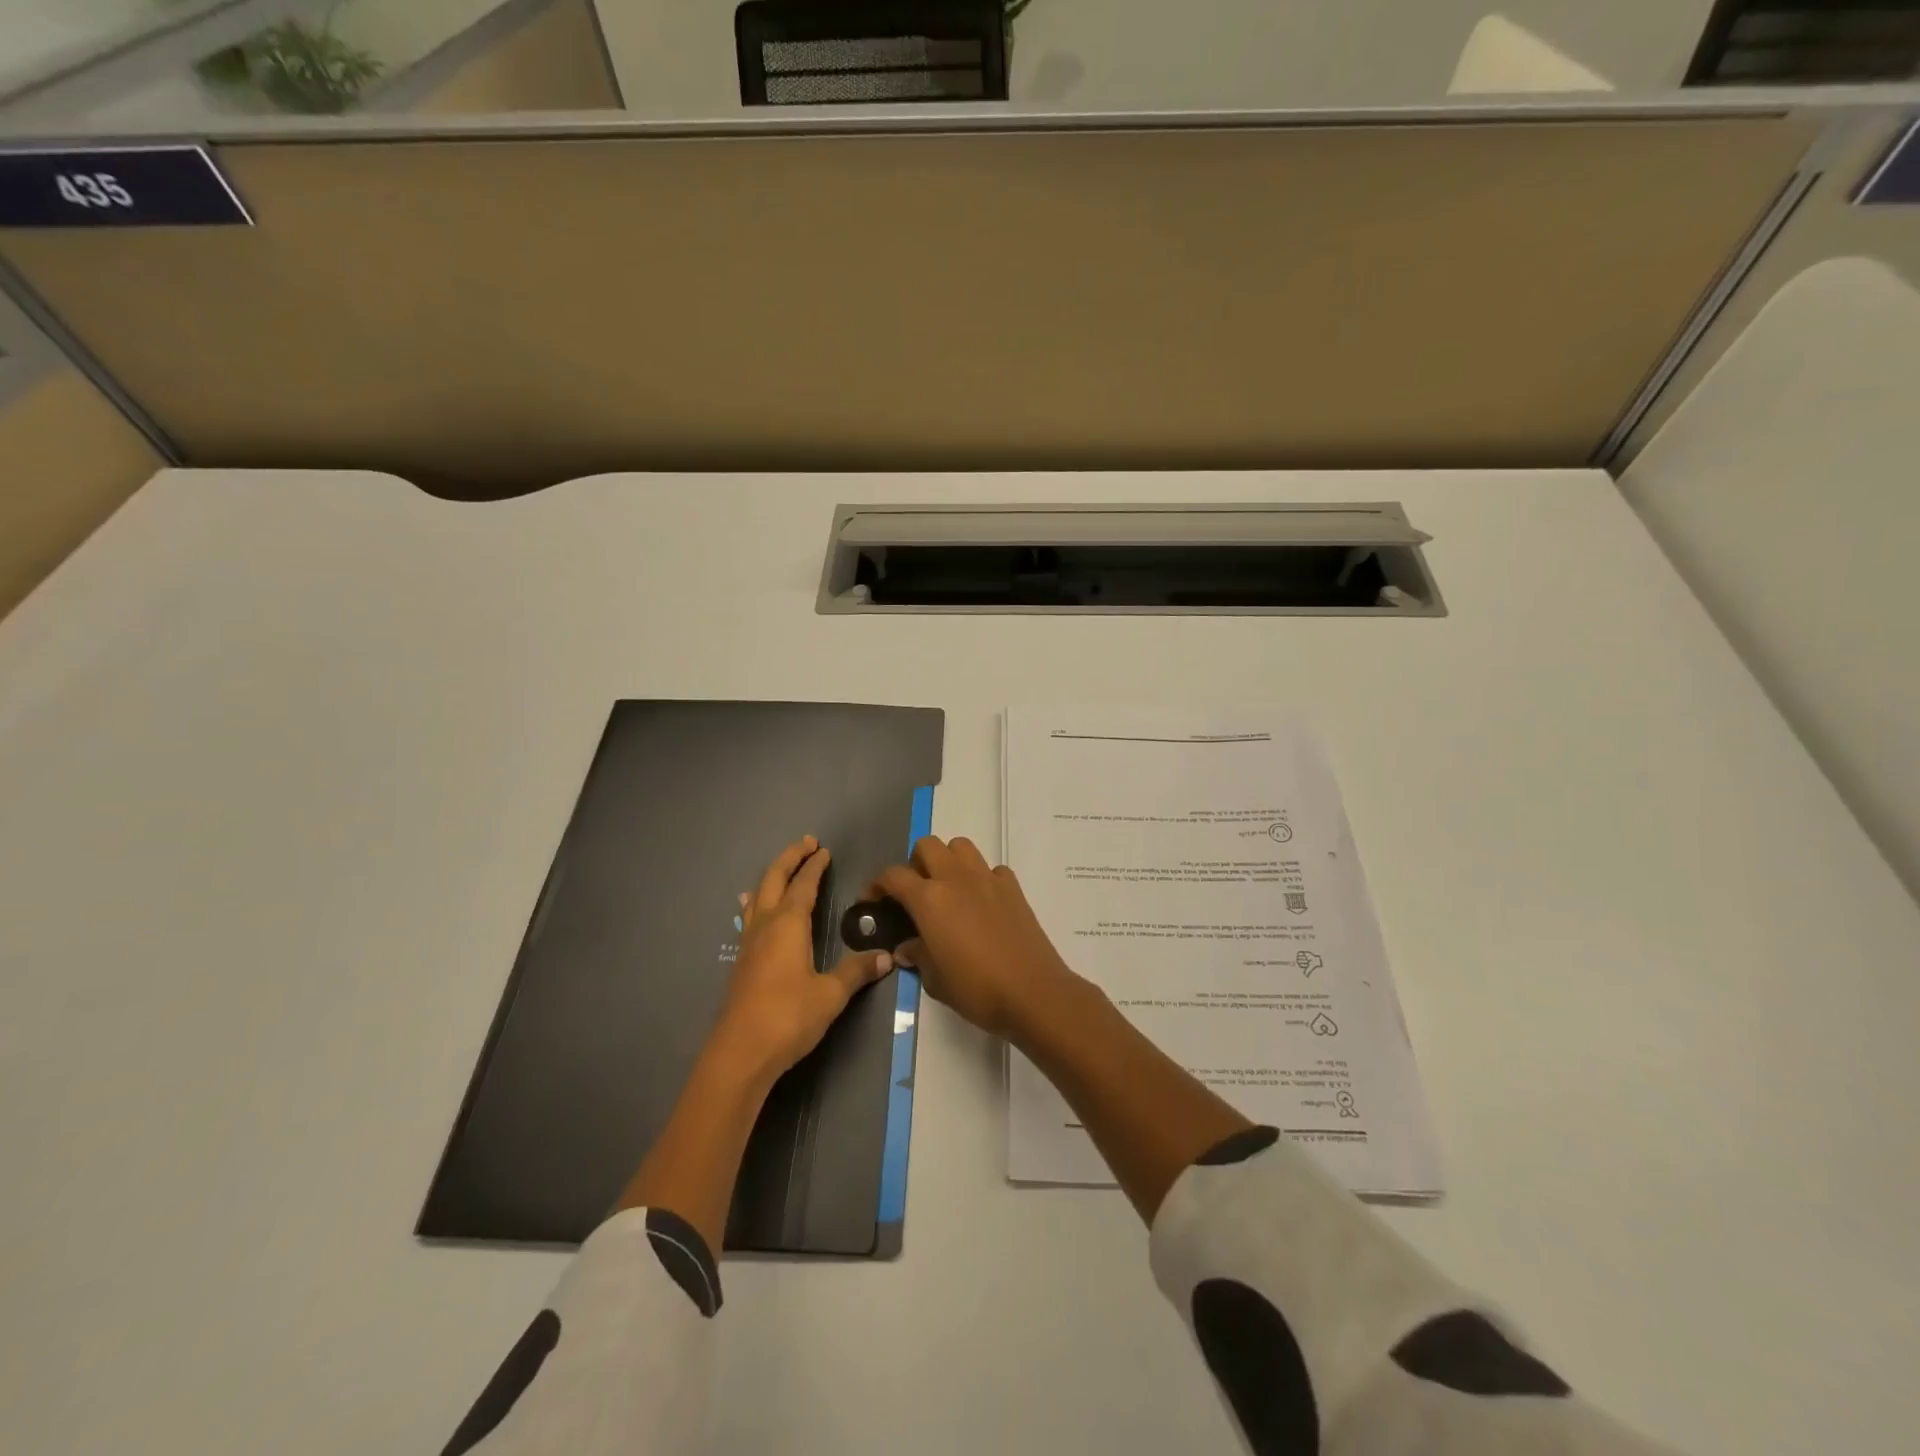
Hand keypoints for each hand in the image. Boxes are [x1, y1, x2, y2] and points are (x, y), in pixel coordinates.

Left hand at [711, 836, 894, 1084]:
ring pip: (757, 897)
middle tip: (805, 844)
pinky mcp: (741, 963)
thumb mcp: (831, 995)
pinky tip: (755, 913)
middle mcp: (765, 926)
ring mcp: (748, 944)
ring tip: (779, 870)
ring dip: (771, 878)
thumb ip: (856, 972)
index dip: (814, 866)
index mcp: (788, 925)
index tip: (823, 850)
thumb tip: (887, 957)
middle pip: (773, 880)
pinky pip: (749, 918)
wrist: (739, 1053)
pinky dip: (758, 903)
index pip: (803, 885)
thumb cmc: (788, 1017)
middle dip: (789, 859)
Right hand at [872, 836, 1077, 1039]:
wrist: (1032, 992)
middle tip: (914, 893)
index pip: (893, 875)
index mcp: (929, 899)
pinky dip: (982, 878)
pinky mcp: (1012, 887)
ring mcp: (987, 878)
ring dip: (948, 860)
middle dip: (914, 863)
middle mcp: (956, 878)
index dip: (877, 885)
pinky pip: (991, 868)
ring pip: (960, 846)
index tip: (872, 902)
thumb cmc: (976, 989)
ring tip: (948, 890)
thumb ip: (917, 956)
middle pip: (927, 845)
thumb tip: (906, 948)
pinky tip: (982, 902)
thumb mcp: (935, 980)